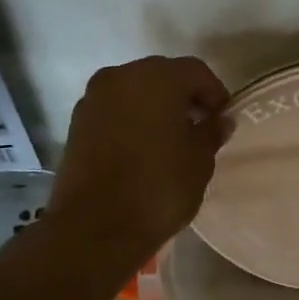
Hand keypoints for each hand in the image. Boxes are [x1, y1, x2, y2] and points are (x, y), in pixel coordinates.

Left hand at [51, 55, 231, 252]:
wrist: (95, 228)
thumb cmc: (158, 188)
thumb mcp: (199, 161)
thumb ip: (211, 132)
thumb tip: (220, 120)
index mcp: (157, 77)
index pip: (195, 71)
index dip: (214, 93)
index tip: (222, 118)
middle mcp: (122, 76)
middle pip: (161, 75)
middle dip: (182, 96)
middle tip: (198, 126)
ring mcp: (94, 98)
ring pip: (134, 91)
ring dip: (154, 106)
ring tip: (169, 139)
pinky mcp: (77, 122)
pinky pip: (113, 109)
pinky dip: (130, 119)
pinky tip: (142, 148)